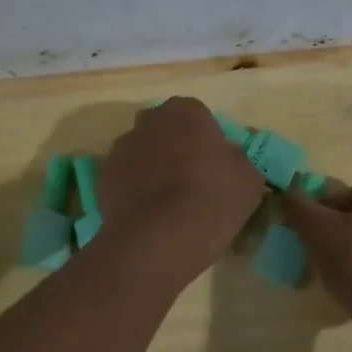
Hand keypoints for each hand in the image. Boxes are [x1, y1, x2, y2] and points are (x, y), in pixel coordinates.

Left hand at [94, 97, 264, 282]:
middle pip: (165, 131)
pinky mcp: (102, 177)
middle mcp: (148, 121)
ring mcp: (120, 148)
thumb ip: (238, 161)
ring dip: (152, 169)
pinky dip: (133, 191)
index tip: (214, 167)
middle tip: (191, 182)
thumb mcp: (249, 181)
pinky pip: (124, 179)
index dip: (207, 141)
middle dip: (176, 149)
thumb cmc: (211, 201)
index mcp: (185, 112)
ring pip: (142, 154)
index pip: (198, 117)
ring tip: (167, 205)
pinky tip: (147, 216)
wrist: (158, 239)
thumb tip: (228, 158)